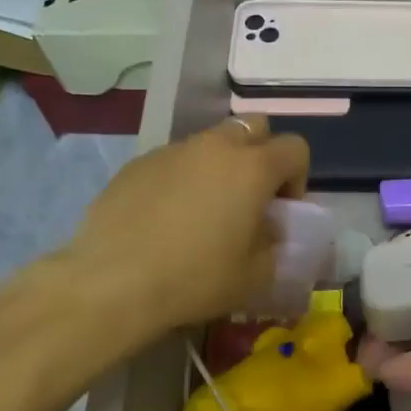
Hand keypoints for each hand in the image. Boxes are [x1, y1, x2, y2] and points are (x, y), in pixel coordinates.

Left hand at [65, 115, 309, 332]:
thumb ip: (272, 245)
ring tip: (203, 210)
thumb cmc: (195, 278)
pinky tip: (164, 219)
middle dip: (260, 154)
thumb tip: (265, 230)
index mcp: (252, 168)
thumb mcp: (254, 276)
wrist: (112, 282)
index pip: (295, 148)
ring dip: (218, 166)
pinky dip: (180, 179)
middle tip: (249, 196)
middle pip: (253, 127)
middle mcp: (214, 147)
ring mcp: (172, 151)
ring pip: (209, 142)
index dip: (297, 177)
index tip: (281, 210)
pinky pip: (172, 161)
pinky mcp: (136, 164)